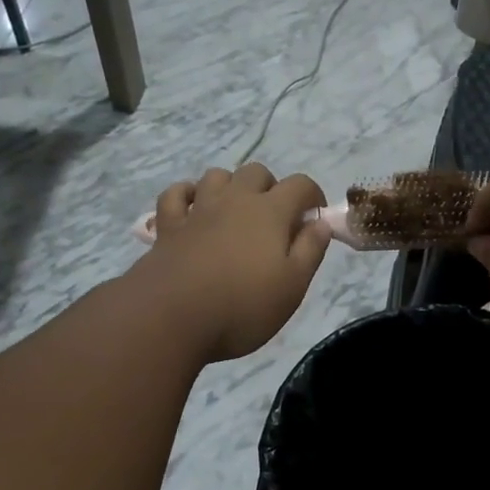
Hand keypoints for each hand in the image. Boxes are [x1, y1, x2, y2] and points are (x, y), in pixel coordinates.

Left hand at [137, 164, 331, 362]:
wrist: (172, 317)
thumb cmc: (243, 306)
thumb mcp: (292, 286)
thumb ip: (311, 250)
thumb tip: (320, 223)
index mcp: (270, 212)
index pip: (300, 184)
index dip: (313, 196)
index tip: (315, 217)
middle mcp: (234, 200)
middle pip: (256, 172)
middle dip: (271, 188)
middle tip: (275, 220)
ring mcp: (198, 210)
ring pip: (216, 176)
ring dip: (231, 187)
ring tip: (236, 213)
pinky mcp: (168, 226)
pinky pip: (176, 194)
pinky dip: (187, 195)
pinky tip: (193, 209)